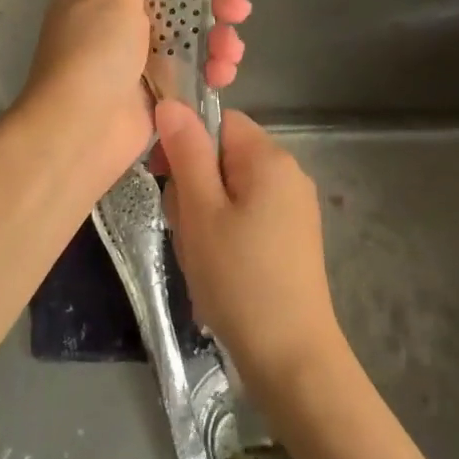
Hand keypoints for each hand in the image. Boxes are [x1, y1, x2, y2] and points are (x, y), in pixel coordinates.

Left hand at [19, 0, 250, 194]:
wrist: (79, 131)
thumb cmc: (94, 54)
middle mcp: (120, 21)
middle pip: (178, 0)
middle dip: (212, 2)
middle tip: (238, 9)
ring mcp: (138, 58)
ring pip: (190, 36)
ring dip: (217, 39)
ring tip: (232, 50)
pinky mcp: (155, 91)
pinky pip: (191, 70)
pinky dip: (210, 69)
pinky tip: (225, 73)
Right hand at [155, 103, 344, 395]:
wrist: (291, 356)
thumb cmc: (238, 278)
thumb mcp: (201, 211)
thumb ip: (186, 152)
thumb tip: (171, 102)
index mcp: (269, 158)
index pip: (218, 122)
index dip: (185, 143)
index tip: (164, 179)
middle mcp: (289, 173)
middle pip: (224, 155)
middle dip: (194, 184)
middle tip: (183, 226)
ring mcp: (295, 207)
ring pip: (231, 188)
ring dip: (205, 212)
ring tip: (199, 253)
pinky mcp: (293, 237)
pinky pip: (248, 214)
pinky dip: (225, 231)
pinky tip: (218, 266)